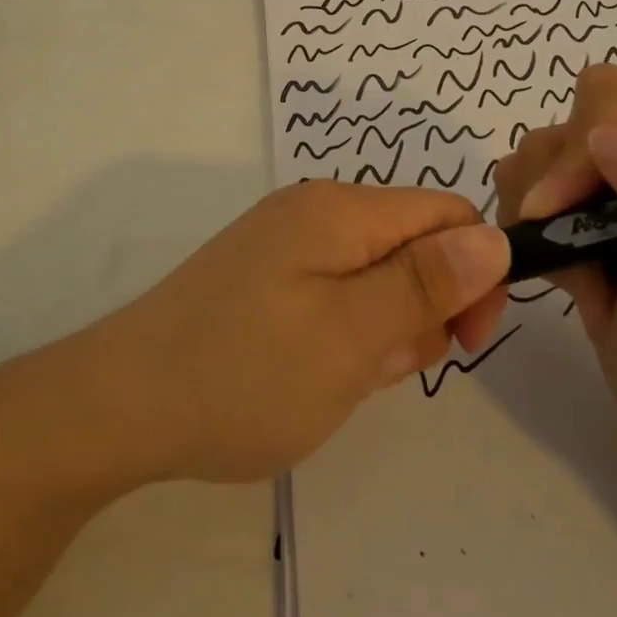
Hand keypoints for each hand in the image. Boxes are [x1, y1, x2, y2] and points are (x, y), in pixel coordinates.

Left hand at [88, 182, 509, 482]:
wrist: (121, 406)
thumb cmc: (245, 372)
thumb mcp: (351, 334)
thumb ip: (426, 283)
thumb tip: (494, 237)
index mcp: (340, 210)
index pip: (447, 214)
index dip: (475, 272)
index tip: (464, 340)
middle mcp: (314, 213)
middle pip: (412, 247)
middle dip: (420, 310)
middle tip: (377, 367)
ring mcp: (284, 247)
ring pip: (375, 280)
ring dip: (380, 332)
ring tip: (337, 378)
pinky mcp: (265, 280)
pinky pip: (334, 298)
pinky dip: (342, 338)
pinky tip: (310, 375)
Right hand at [492, 65, 616, 499]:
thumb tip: (605, 138)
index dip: (578, 151)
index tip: (556, 216)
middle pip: (574, 116)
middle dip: (553, 182)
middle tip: (561, 246)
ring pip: (545, 145)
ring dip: (537, 205)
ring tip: (572, 267)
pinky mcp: (599, 201)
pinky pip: (533, 179)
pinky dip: (530, 222)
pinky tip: (568, 270)